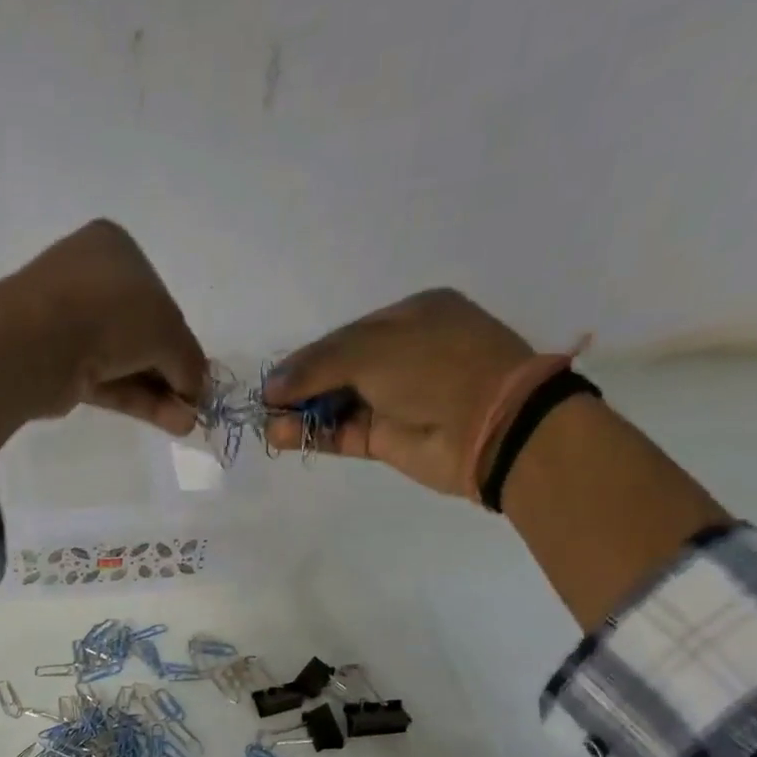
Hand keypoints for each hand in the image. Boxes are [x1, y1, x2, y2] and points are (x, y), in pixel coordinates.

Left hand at [0, 220, 205, 459]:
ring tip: (187, 423)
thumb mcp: (168, 330)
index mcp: (115, 249)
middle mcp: (90, 279)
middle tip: (194, 403)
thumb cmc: (110, 312)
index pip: (159, 296)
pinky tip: (169, 422)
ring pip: (126, 361)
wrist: (38, 342)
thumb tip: (199, 390)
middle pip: (143, 333)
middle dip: (172, 372)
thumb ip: (189, 360)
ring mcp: (70, 323)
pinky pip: (107, 381)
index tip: (197, 373)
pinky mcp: (59, 364)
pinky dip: (138, 400)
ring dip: (160, 393)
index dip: (182, 338)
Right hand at [259, 289, 534, 497]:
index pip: (344, 336)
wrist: (490, 426)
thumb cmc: (436, 367)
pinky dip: (314, 435)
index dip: (306, 358)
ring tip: (271, 425)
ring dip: (302, 414)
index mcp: (409, 318)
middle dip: (300, 388)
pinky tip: (284, 436)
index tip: (274, 379)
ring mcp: (394, 399)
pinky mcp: (388, 439)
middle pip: (336, 370)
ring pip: (336, 404)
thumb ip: (318, 365)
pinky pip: (342, 433)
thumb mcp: (374, 350)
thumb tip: (271, 386)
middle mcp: (401, 356)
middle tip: (267, 404)